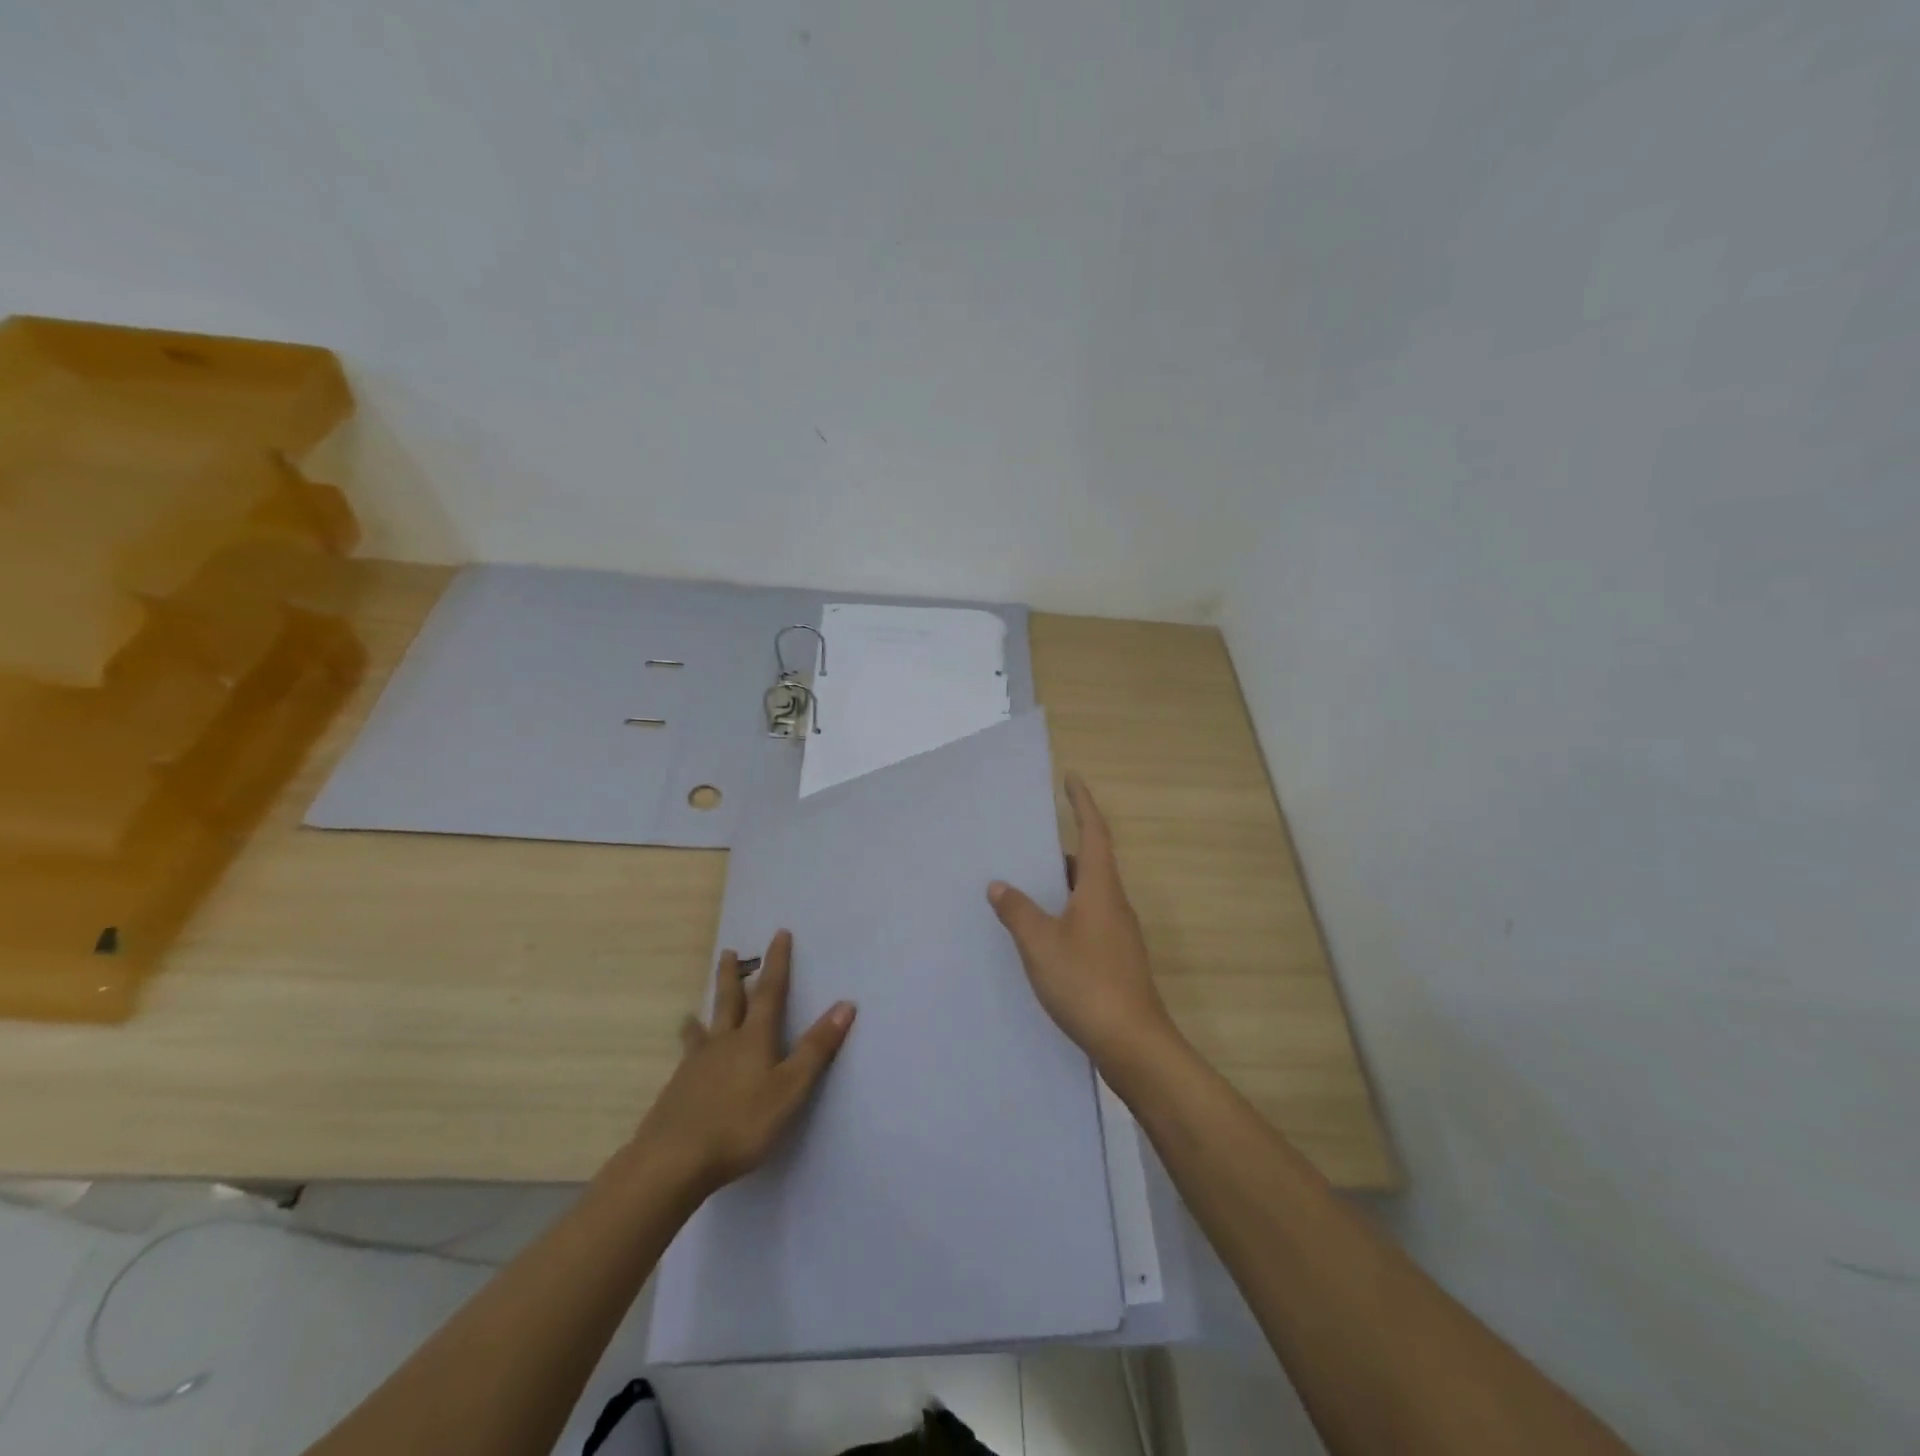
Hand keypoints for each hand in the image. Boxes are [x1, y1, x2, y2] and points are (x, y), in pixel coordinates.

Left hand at [634, 930, 854, 1195]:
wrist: (672, 1161)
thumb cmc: (740, 1124)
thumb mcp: (790, 1088)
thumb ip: (816, 1049)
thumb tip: (846, 1004)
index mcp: (753, 1039)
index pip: (769, 992)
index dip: (777, 963)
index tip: (779, 934)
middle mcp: (722, 1044)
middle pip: (728, 1002)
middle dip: (732, 976)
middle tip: (728, 952)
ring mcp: (694, 1067)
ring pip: (701, 1031)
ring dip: (703, 1015)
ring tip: (692, 1011)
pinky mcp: (676, 1092)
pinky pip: (686, 1060)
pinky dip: (688, 1052)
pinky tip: (683, 1064)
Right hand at [988, 774, 1176, 1073]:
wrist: (1132, 1043)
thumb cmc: (1086, 982)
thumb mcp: (1040, 944)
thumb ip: (1018, 911)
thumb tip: (1000, 886)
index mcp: (1101, 889)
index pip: (1094, 832)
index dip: (1083, 803)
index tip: (1071, 779)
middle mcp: (1114, 904)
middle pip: (1092, 863)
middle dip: (1064, 848)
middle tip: (1029, 843)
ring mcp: (1118, 934)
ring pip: (1089, 894)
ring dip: (1063, 884)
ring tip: (1027, 885)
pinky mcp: (1116, 959)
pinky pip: (1088, 919)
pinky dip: (1066, 912)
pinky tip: (1042, 933)